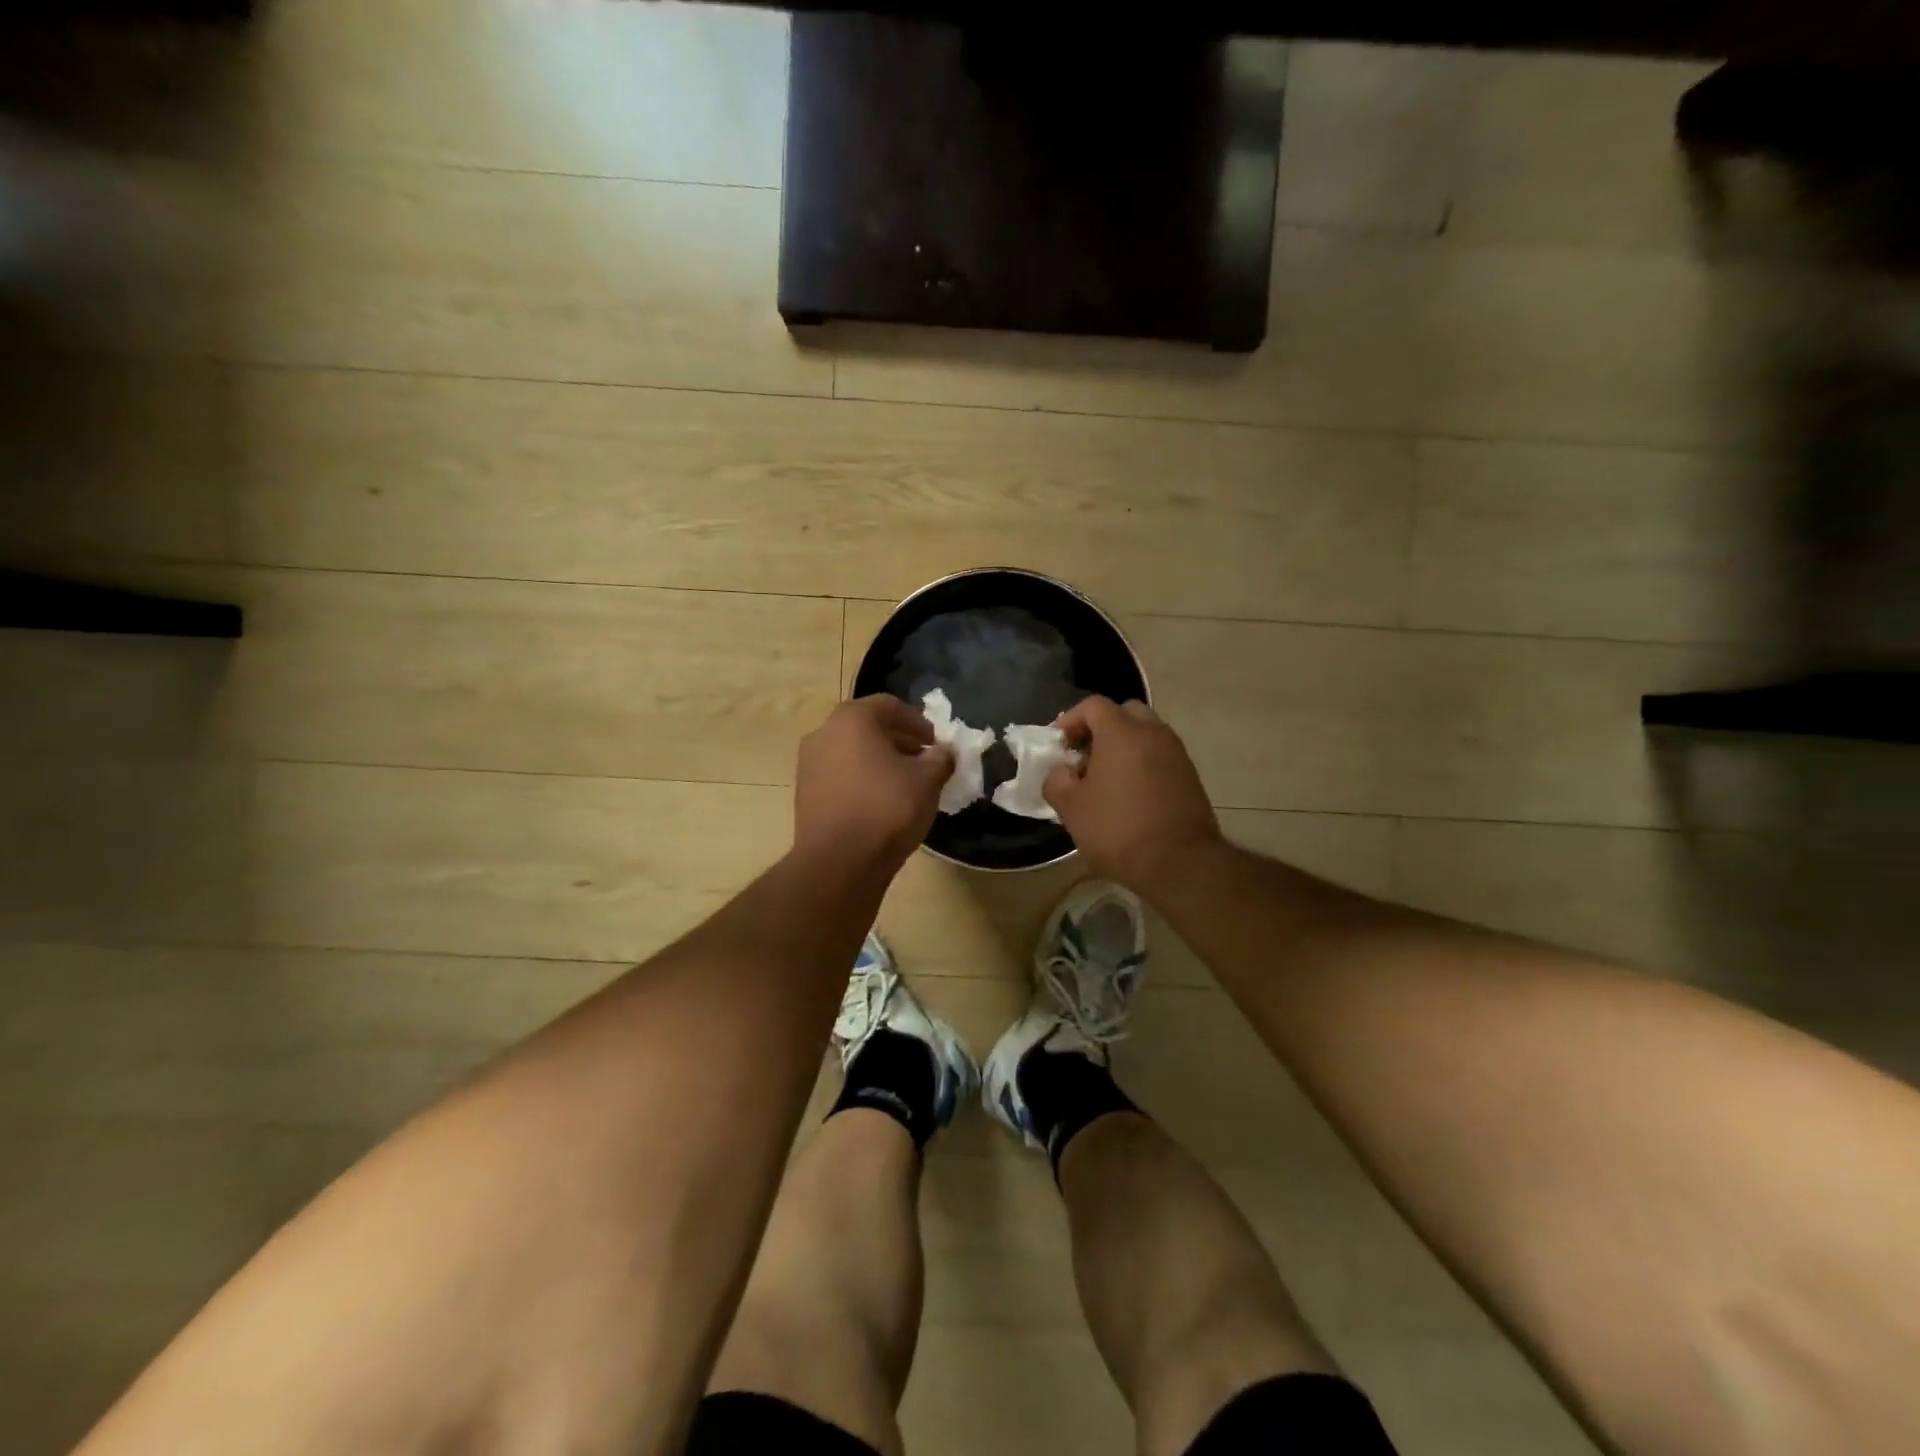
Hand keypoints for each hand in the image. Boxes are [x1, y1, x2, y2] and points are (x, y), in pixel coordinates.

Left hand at [795, 696, 954, 873]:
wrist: (838, 862)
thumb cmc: (887, 809)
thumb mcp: (928, 780)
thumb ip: (941, 758)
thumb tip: (944, 752)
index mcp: (852, 719)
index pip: (890, 705)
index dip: (918, 721)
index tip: (935, 742)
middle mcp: (824, 732)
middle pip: (867, 726)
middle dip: (898, 740)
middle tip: (922, 760)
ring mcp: (808, 763)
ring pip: (851, 751)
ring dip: (878, 760)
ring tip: (903, 783)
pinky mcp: (804, 792)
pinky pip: (839, 774)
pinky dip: (860, 778)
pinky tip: (879, 801)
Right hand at [1043, 696, 1221, 890]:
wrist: (1180, 862)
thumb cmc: (1118, 829)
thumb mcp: (1071, 808)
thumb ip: (1056, 780)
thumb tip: (1060, 772)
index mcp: (1121, 732)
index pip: (1093, 705)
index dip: (1071, 719)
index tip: (1059, 744)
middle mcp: (1153, 732)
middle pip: (1124, 713)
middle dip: (1101, 728)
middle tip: (1085, 755)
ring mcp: (1176, 753)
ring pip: (1146, 733)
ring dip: (1124, 746)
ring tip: (1106, 778)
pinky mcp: (1190, 775)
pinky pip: (1160, 755)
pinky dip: (1143, 762)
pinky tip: (1130, 793)